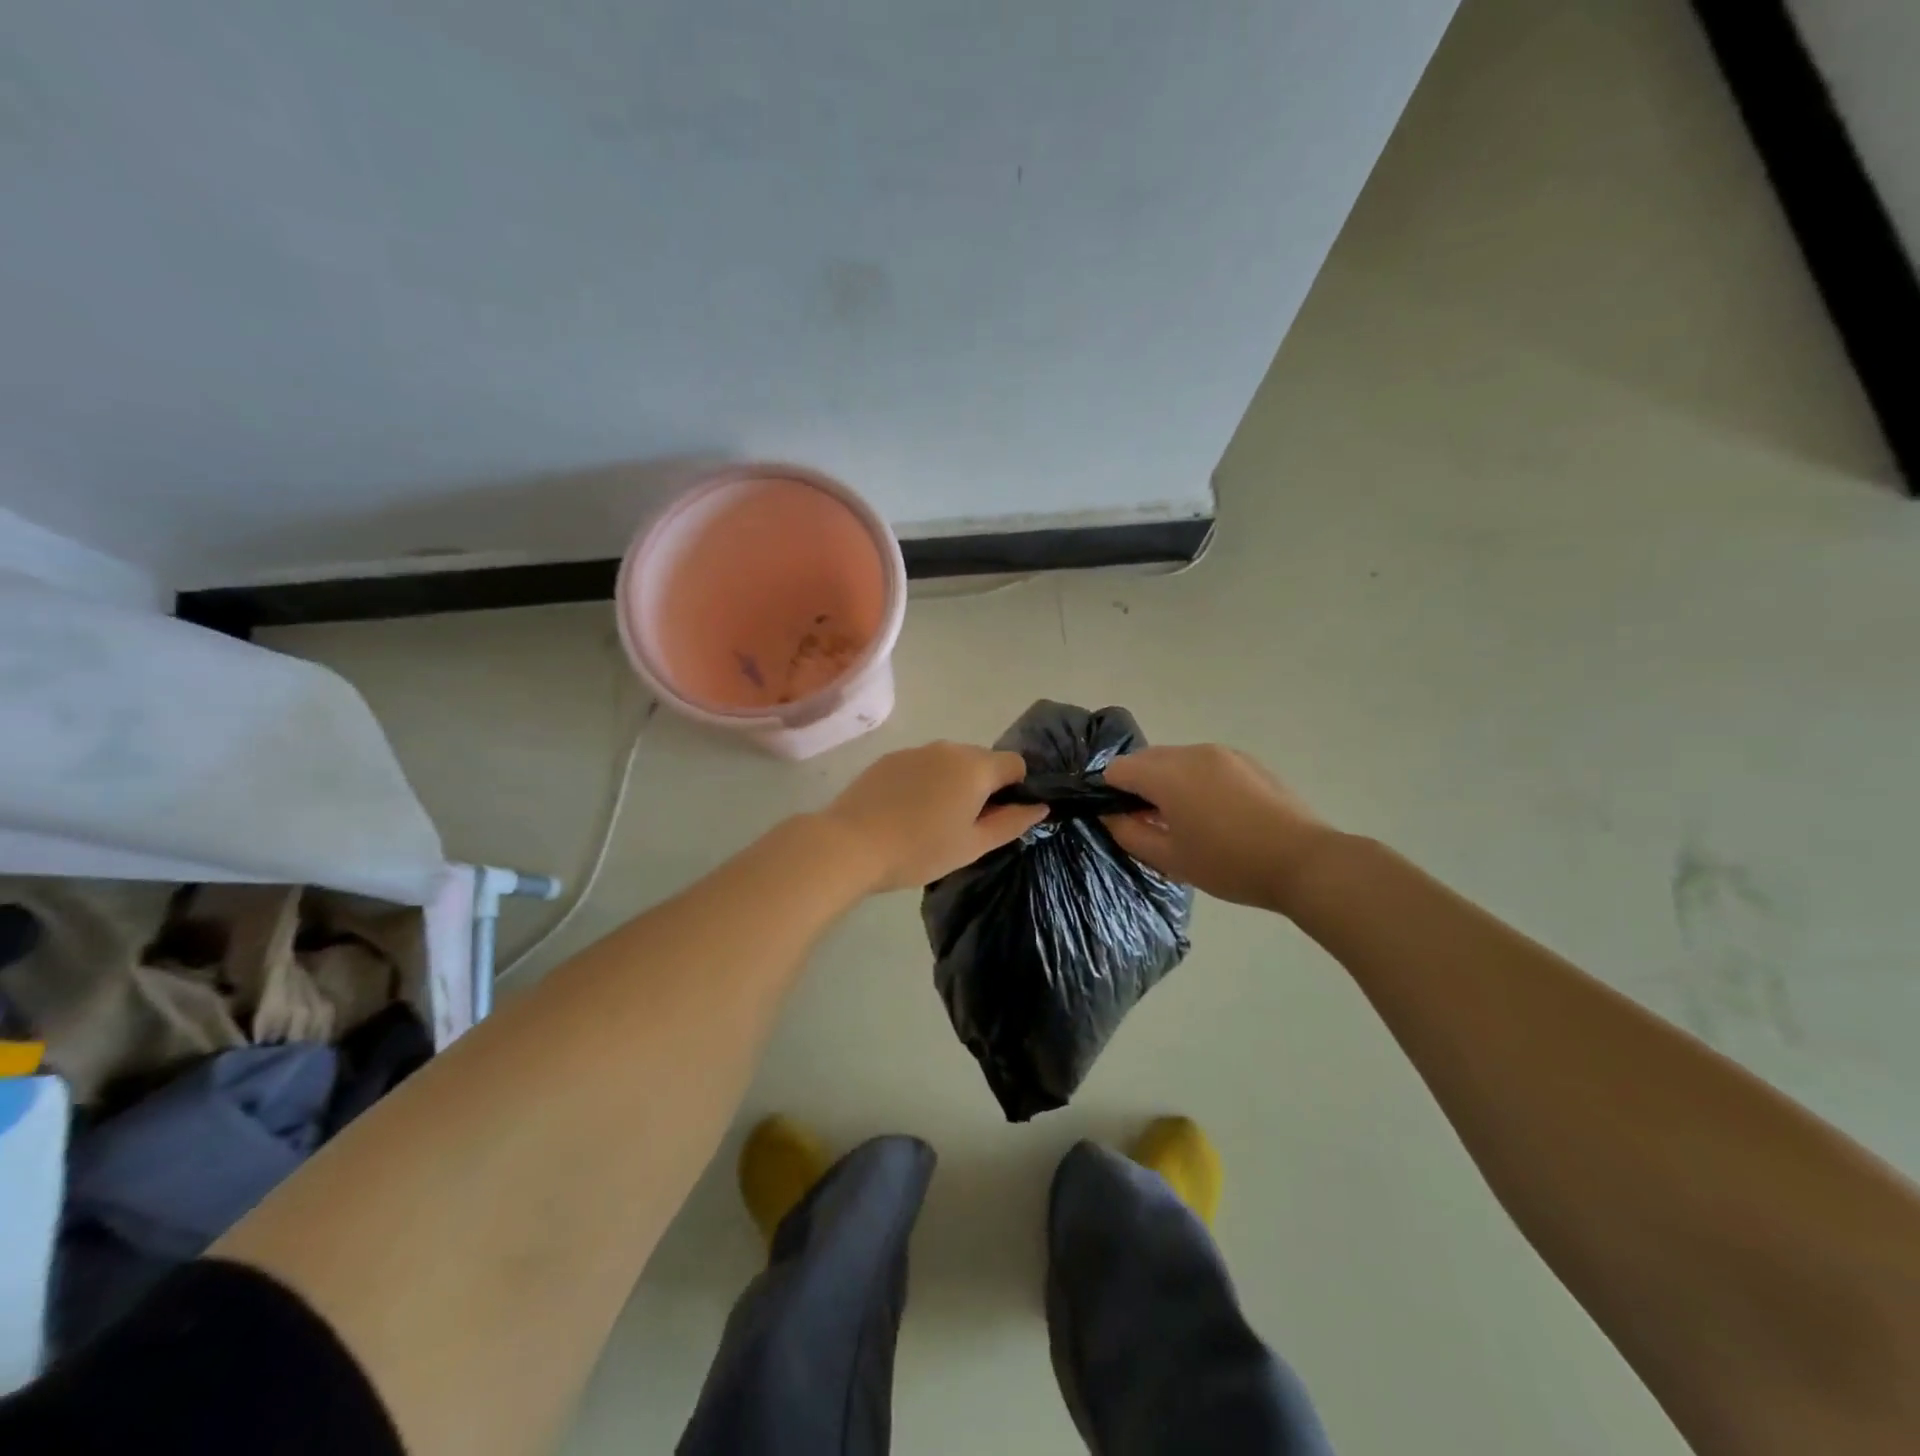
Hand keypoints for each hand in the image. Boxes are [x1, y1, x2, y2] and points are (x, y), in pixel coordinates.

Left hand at [820, 742, 1045, 892]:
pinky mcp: (890, 758)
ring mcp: (916, 750)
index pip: (1015, 764)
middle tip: (964, 825)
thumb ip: (1012, 823)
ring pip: (950, 762)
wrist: (850, 844)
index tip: (997, 818)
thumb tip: (1040, 806)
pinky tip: (906, 811)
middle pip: (982, 760)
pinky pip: (922, 765)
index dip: (1015, 789)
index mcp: (975, 767)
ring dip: (952, 783)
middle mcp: (949, 748)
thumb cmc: (920, 849)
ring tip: (931, 820)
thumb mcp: (973, 845)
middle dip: (983, 787)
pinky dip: (924, 782)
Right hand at [1100, 744, 1334, 911]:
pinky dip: (1195, 780)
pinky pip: (1204, 763)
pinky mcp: (1246, 761)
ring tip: (1187, 819)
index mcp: (1167, 775)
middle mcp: (1191, 753)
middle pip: (1146, 759)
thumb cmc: (1229, 864)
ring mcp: (1222, 753)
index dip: (1111, 793)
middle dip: (1139, 785)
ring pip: (1176, 759)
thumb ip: (1128, 833)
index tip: (1124, 821)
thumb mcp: (1170, 858)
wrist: (1303, 862)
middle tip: (1152, 823)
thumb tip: (1110, 815)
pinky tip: (1216, 813)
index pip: (1117, 769)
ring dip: (1168, 781)